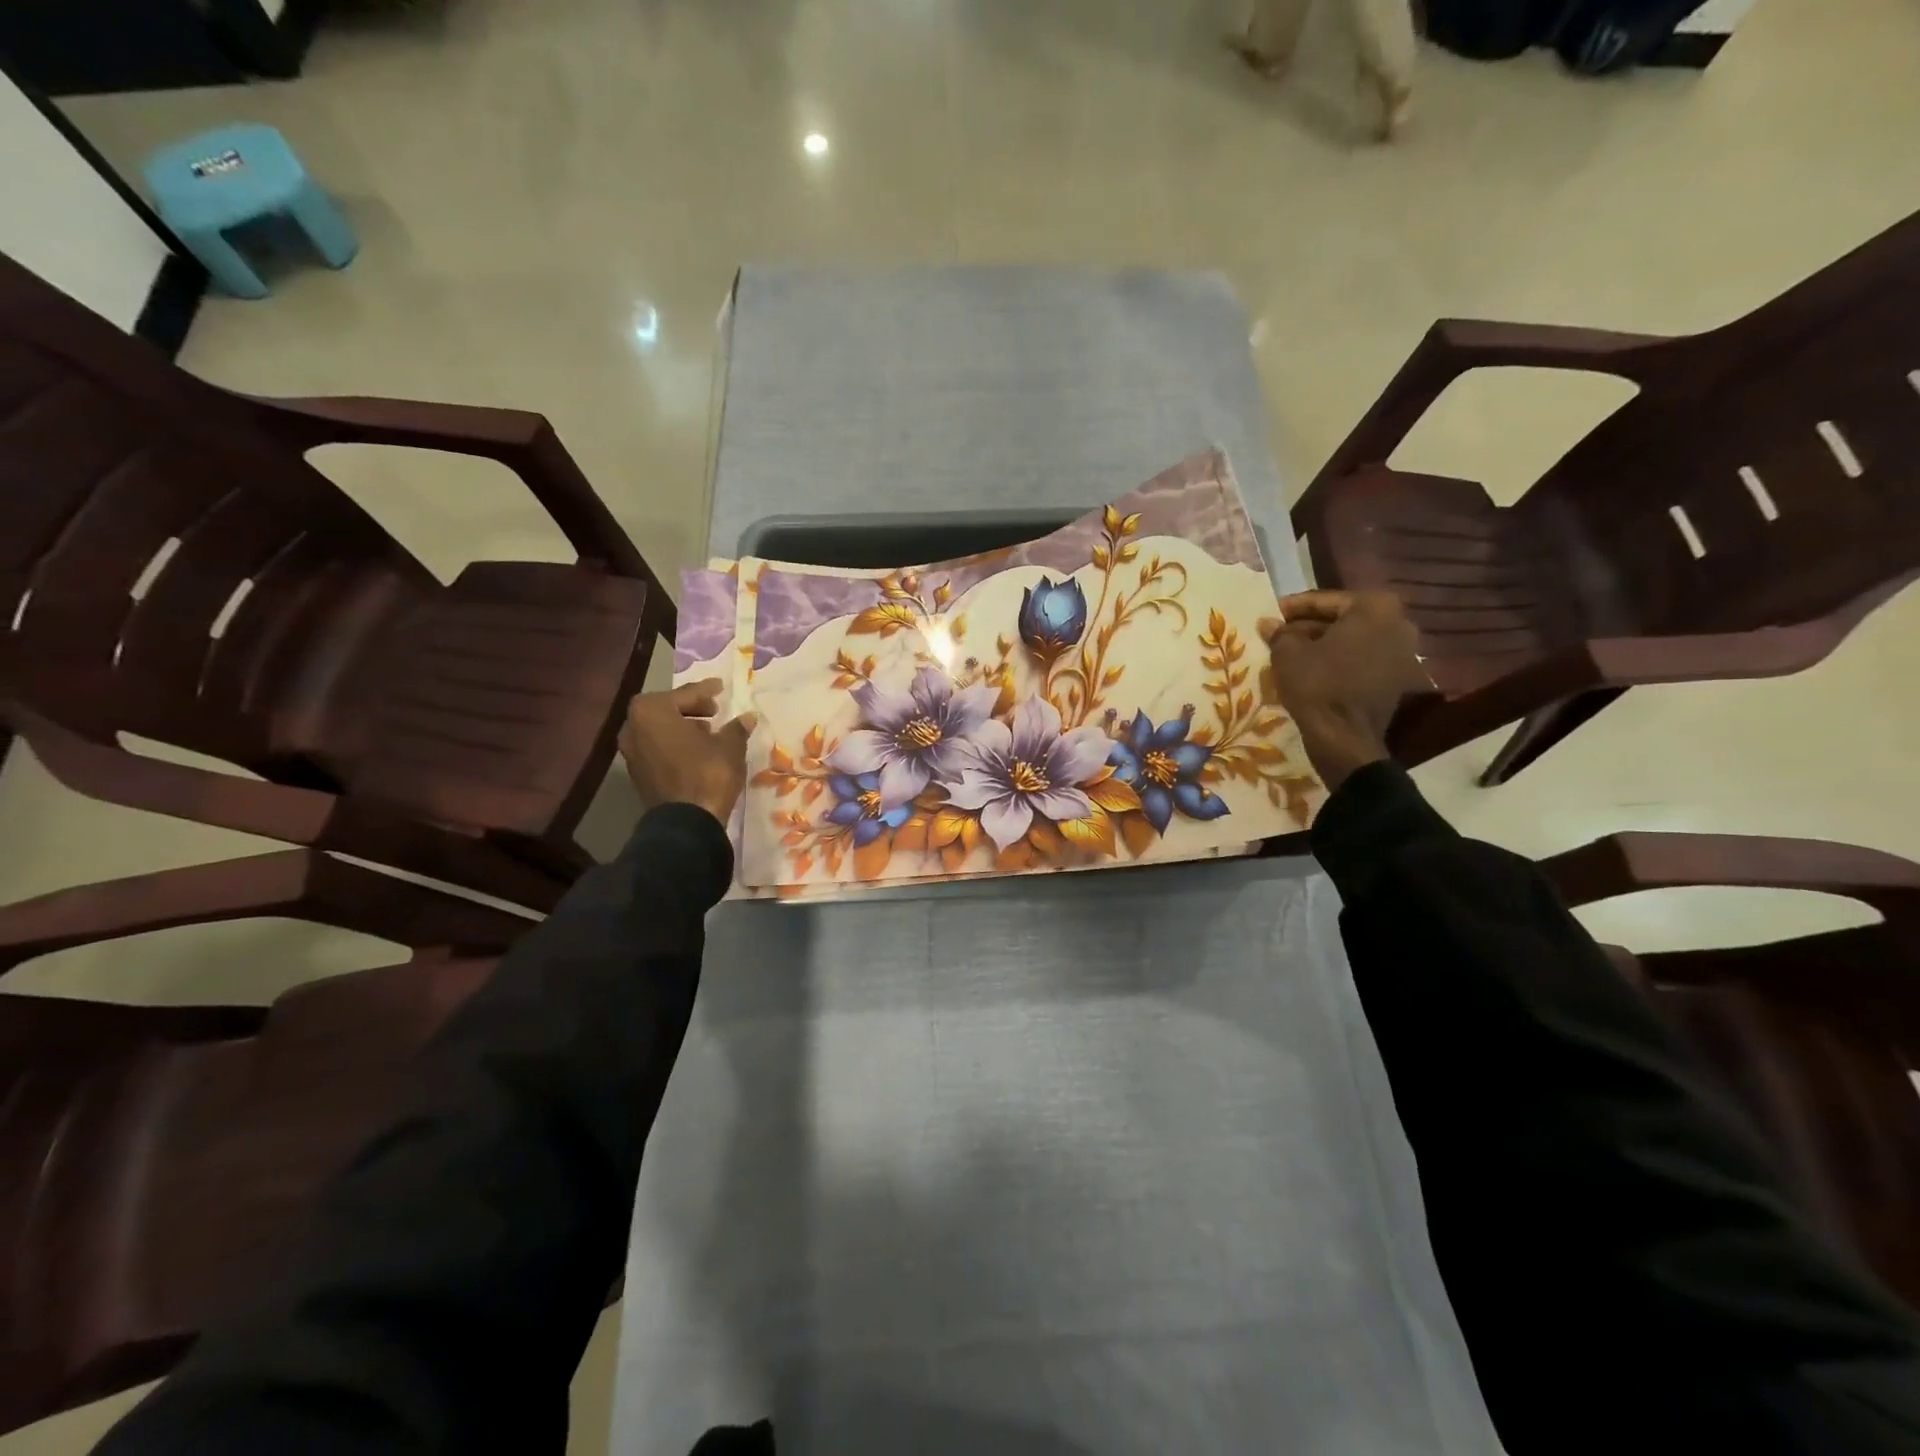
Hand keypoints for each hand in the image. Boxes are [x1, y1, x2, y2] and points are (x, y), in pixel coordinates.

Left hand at [618, 680, 754, 826]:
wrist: (687, 822)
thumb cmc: (708, 773)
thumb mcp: (730, 746)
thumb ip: (736, 727)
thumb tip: (747, 717)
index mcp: (651, 711)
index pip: (685, 694)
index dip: (706, 690)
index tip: (720, 687)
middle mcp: (633, 727)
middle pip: (666, 709)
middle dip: (691, 708)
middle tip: (714, 710)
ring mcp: (631, 752)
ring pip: (659, 730)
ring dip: (682, 727)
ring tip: (708, 733)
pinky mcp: (637, 774)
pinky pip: (657, 748)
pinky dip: (674, 745)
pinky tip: (696, 752)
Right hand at [1259, 591, 1428, 791]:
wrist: (1345, 738)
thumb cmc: (1318, 685)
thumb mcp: (1288, 654)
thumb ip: (1279, 632)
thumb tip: (1268, 622)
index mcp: (1374, 607)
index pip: (1324, 600)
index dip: (1291, 608)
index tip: (1269, 615)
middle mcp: (1397, 622)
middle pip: (1342, 618)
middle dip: (1308, 626)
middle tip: (1278, 633)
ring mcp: (1402, 651)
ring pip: (1351, 639)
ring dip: (1321, 643)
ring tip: (1289, 651)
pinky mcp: (1396, 676)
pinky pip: (1361, 658)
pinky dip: (1337, 660)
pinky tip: (1309, 668)